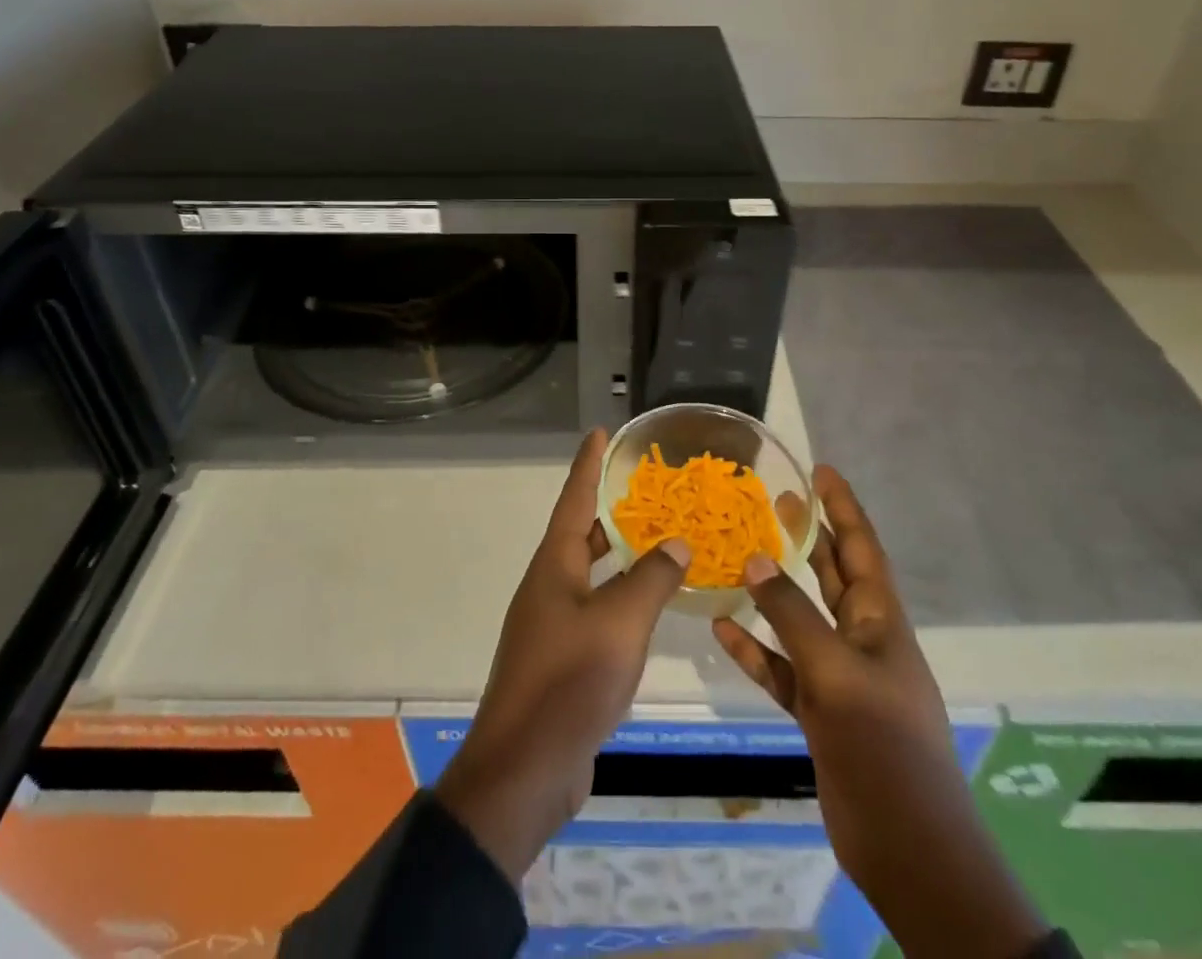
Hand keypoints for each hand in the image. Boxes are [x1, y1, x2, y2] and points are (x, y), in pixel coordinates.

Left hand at [436, 428, 689, 881]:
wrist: (525, 769)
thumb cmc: (569, 680)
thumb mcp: (619, 622)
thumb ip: (652, 579)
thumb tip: (676, 542)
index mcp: (554, 566)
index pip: (574, 500)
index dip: (588, 464)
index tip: (601, 432)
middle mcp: (550, 586)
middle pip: (581, 534)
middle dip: (610, 508)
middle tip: (646, 486)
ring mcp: (553, 624)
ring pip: (592, 574)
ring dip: (621, 554)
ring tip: (658, 536)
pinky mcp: (563, 659)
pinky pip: (598, 610)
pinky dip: (624, 597)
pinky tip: (651, 604)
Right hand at [713, 466, 1045, 958]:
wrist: (908, 850)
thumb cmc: (884, 748)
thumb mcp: (836, 673)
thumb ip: (793, 615)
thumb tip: (753, 561)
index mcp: (881, 621)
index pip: (862, 547)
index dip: (843, 507)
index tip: (820, 470)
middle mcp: (862, 640)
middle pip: (833, 574)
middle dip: (809, 536)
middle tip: (775, 500)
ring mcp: (840, 677)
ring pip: (802, 618)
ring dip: (775, 589)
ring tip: (741, 553)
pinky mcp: (819, 713)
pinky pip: (781, 668)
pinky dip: (755, 648)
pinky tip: (721, 630)